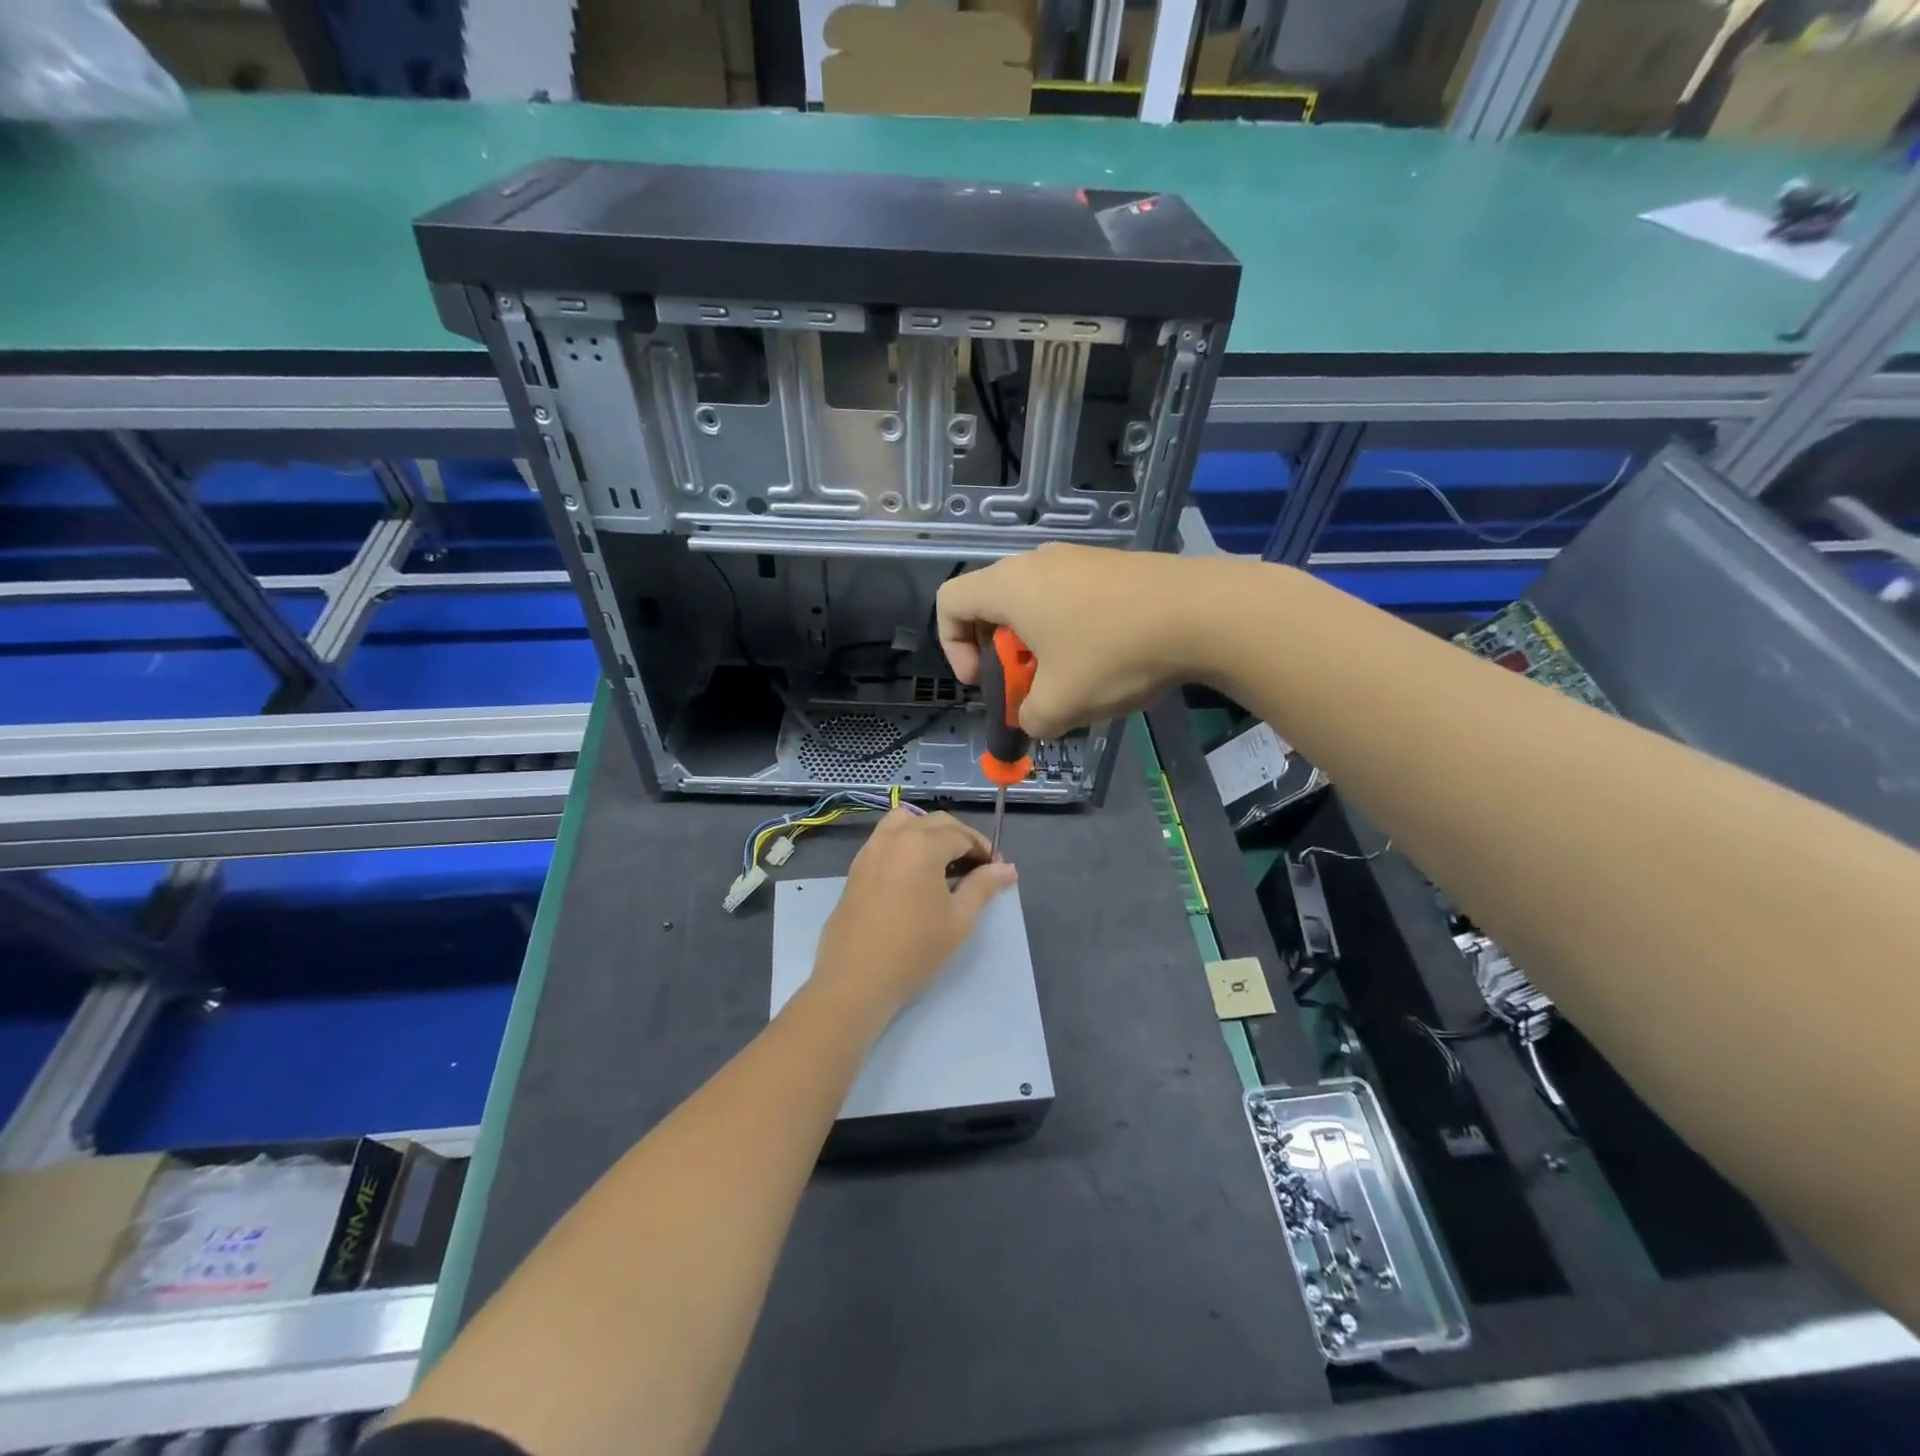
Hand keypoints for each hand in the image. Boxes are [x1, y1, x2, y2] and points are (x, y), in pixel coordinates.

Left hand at [810, 809, 1016, 1018]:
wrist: (855, 980)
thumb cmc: (914, 950)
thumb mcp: (958, 919)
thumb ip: (983, 887)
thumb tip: (1008, 869)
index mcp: (922, 844)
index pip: (962, 835)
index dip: (984, 850)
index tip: (998, 871)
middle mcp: (894, 836)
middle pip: (936, 823)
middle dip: (961, 839)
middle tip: (978, 868)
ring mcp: (871, 849)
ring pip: (907, 822)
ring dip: (930, 833)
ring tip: (945, 863)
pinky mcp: (856, 866)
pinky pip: (887, 838)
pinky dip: (907, 841)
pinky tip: (916, 873)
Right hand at [936, 543, 1217, 737]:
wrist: (1202, 613)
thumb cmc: (1114, 654)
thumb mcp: (1061, 705)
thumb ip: (1029, 720)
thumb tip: (1032, 720)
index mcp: (1009, 586)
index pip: (949, 603)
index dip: (953, 647)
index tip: (984, 681)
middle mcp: (1036, 563)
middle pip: (992, 605)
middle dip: (1000, 654)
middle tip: (1028, 687)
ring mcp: (1077, 559)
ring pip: (1034, 605)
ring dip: (1037, 648)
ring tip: (1071, 681)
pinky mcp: (1111, 566)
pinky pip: (1069, 599)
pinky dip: (1069, 633)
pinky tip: (1106, 661)